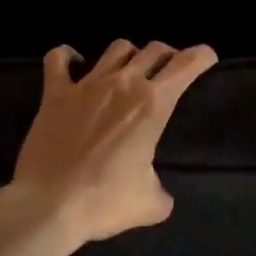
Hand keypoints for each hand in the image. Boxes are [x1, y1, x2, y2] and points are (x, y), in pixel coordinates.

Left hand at [5, 39, 217, 246]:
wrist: (48, 206)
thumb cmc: (104, 203)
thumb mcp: (150, 204)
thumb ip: (162, 192)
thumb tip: (160, 195)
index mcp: (153, 104)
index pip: (186, 65)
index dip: (201, 56)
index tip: (207, 58)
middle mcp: (123, 84)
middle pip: (154, 49)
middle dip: (167, 56)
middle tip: (168, 72)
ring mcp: (87, 84)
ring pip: (117, 48)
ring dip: (129, 56)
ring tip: (128, 71)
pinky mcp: (55, 93)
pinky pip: (58, 59)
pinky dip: (67, 57)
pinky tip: (73, 64)